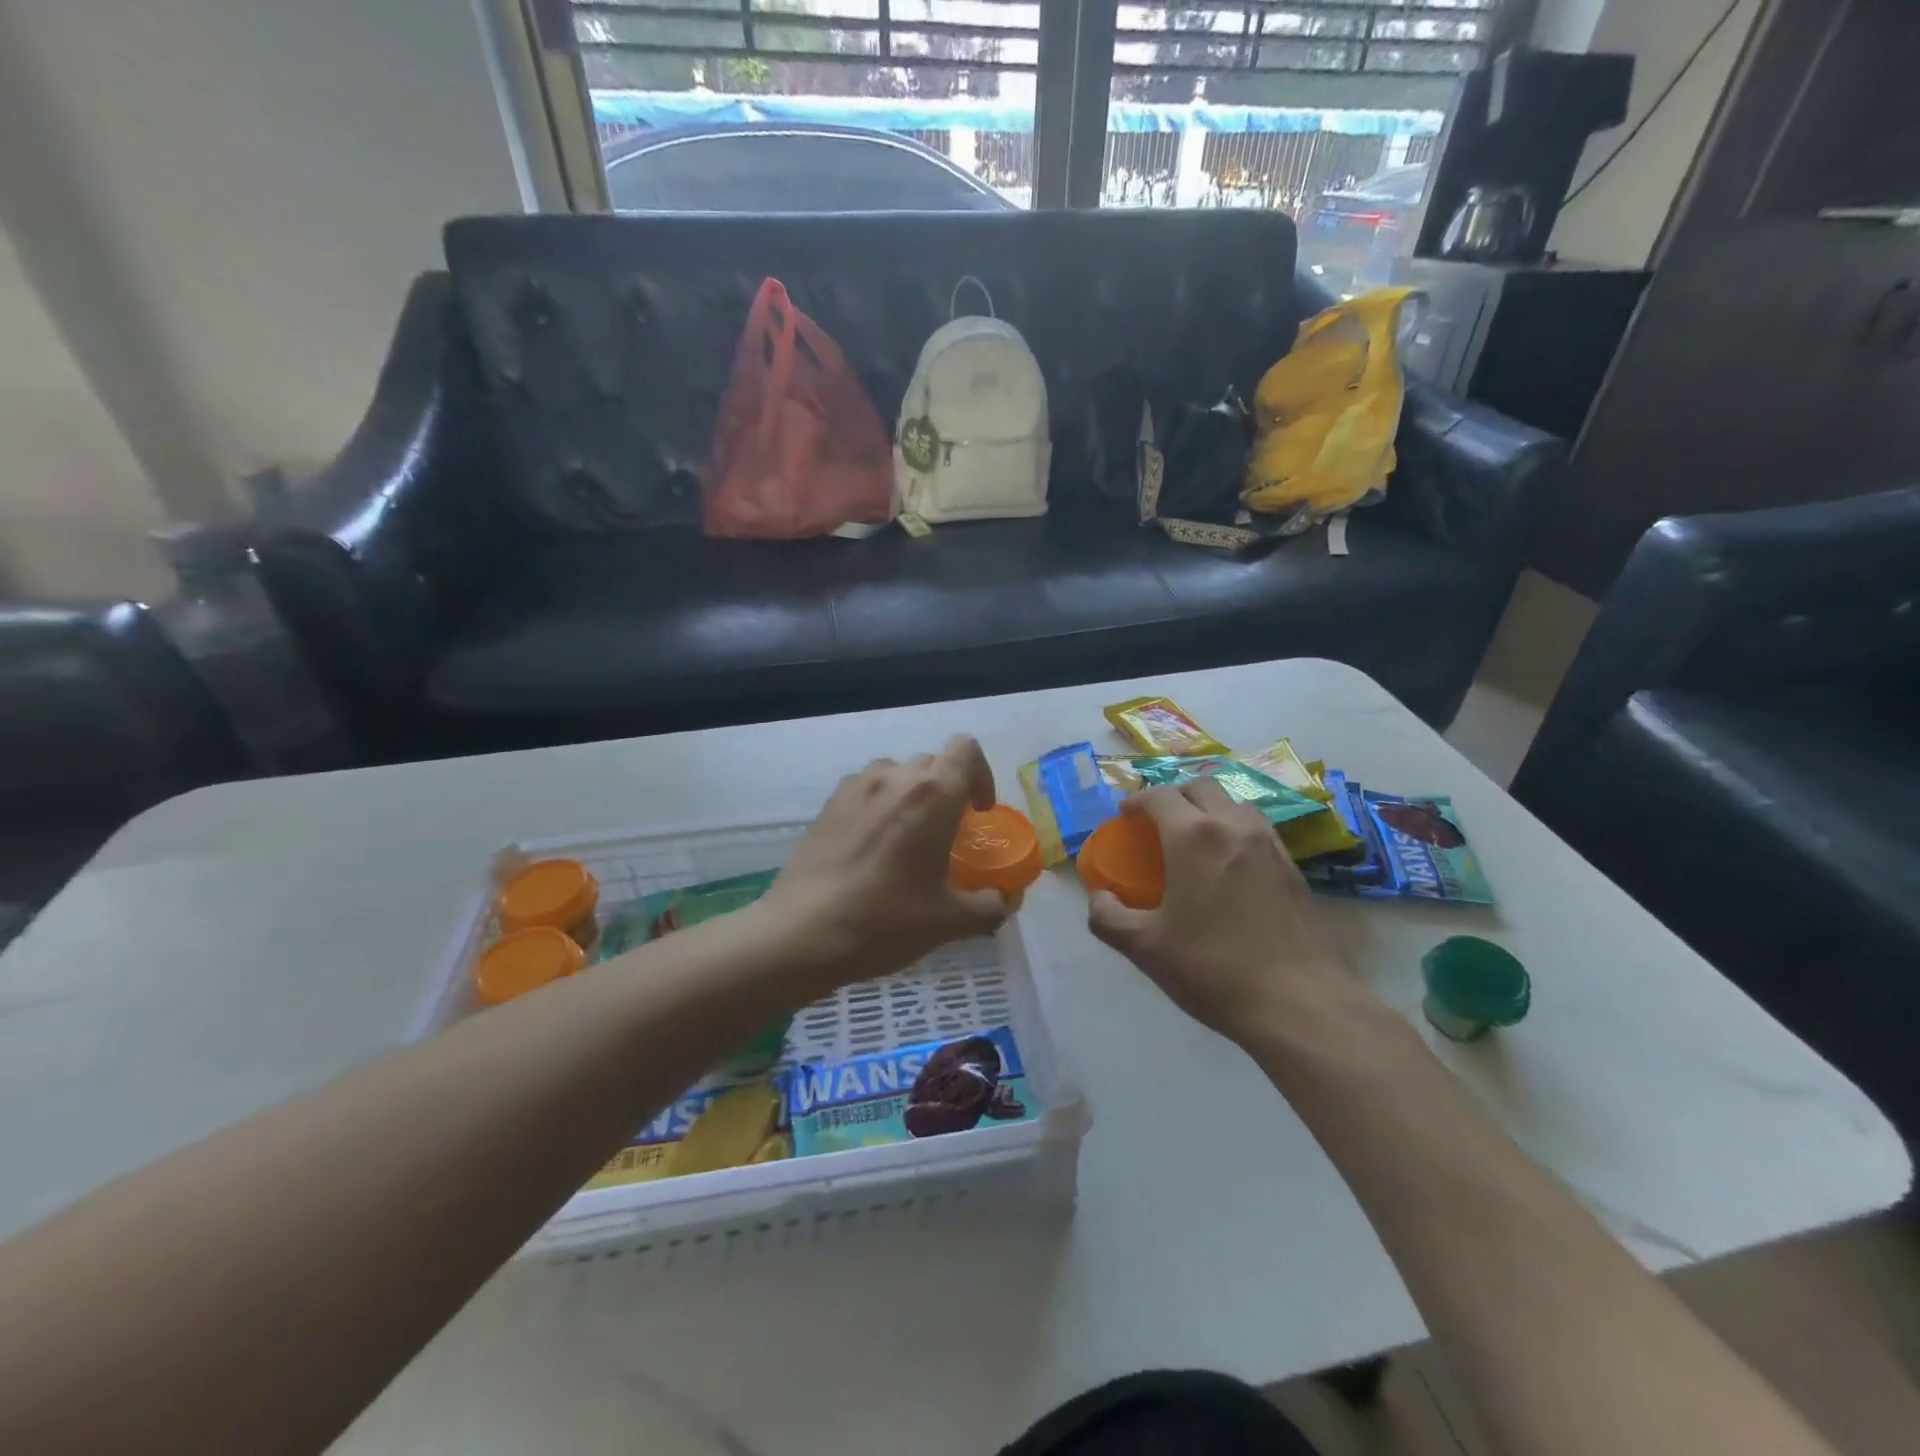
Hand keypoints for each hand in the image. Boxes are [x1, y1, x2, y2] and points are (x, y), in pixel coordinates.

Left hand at [762, 736, 1009, 989]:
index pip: (966, 750)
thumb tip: (1003, 903)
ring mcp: (856, 788)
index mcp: (934, 796)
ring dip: (910, 793)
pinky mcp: (828, 804)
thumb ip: (987, 907)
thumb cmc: (885, 921)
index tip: (978, 812)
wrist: (803, 932)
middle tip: (947, 832)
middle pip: (932, 762)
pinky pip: (864, 788)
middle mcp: (895, 778)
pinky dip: (877, 804)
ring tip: (907, 835)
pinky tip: (871, 845)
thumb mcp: (948, 922)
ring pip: (895, 772)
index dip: (980, 774)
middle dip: (946, 789)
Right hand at [1087, 778, 1357, 1044]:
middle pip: (1200, 787)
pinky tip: (1230, 866)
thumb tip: (1098, 898)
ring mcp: (1270, 844)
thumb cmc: (1213, 969)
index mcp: (1193, 836)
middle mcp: (1234, 827)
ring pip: (1235, 803)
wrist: (1299, 1004)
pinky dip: (1236, 830)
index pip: (1159, 796)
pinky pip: (1258, 829)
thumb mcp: (1145, 948)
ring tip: (1195, 838)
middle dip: (1174, 795)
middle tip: (1158, 821)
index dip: (1137, 800)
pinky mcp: (1294, 867)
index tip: (1125, 815)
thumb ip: (1108, 917)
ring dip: (1209, 808)